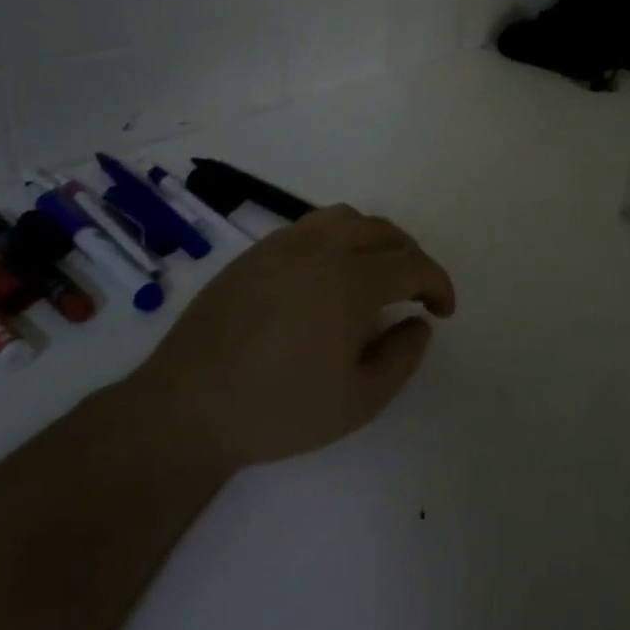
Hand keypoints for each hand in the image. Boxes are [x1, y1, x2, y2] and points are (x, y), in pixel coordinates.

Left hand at [141, 204, 456, 468]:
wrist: (186, 408)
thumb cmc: (278, 410)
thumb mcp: (358, 401)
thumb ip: (402, 357)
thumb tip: (418, 322)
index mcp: (350, 281)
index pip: (412, 264)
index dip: (438, 284)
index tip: (442, 310)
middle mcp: (321, 249)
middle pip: (383, 232)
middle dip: (411, 257)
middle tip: (415, 292)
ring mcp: (283, 245)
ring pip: (346, 219)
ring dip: (374, 239)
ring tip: (375, 272)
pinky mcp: (255, 252)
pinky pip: (310, 227)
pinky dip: (337, 238)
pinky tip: (328, 274)